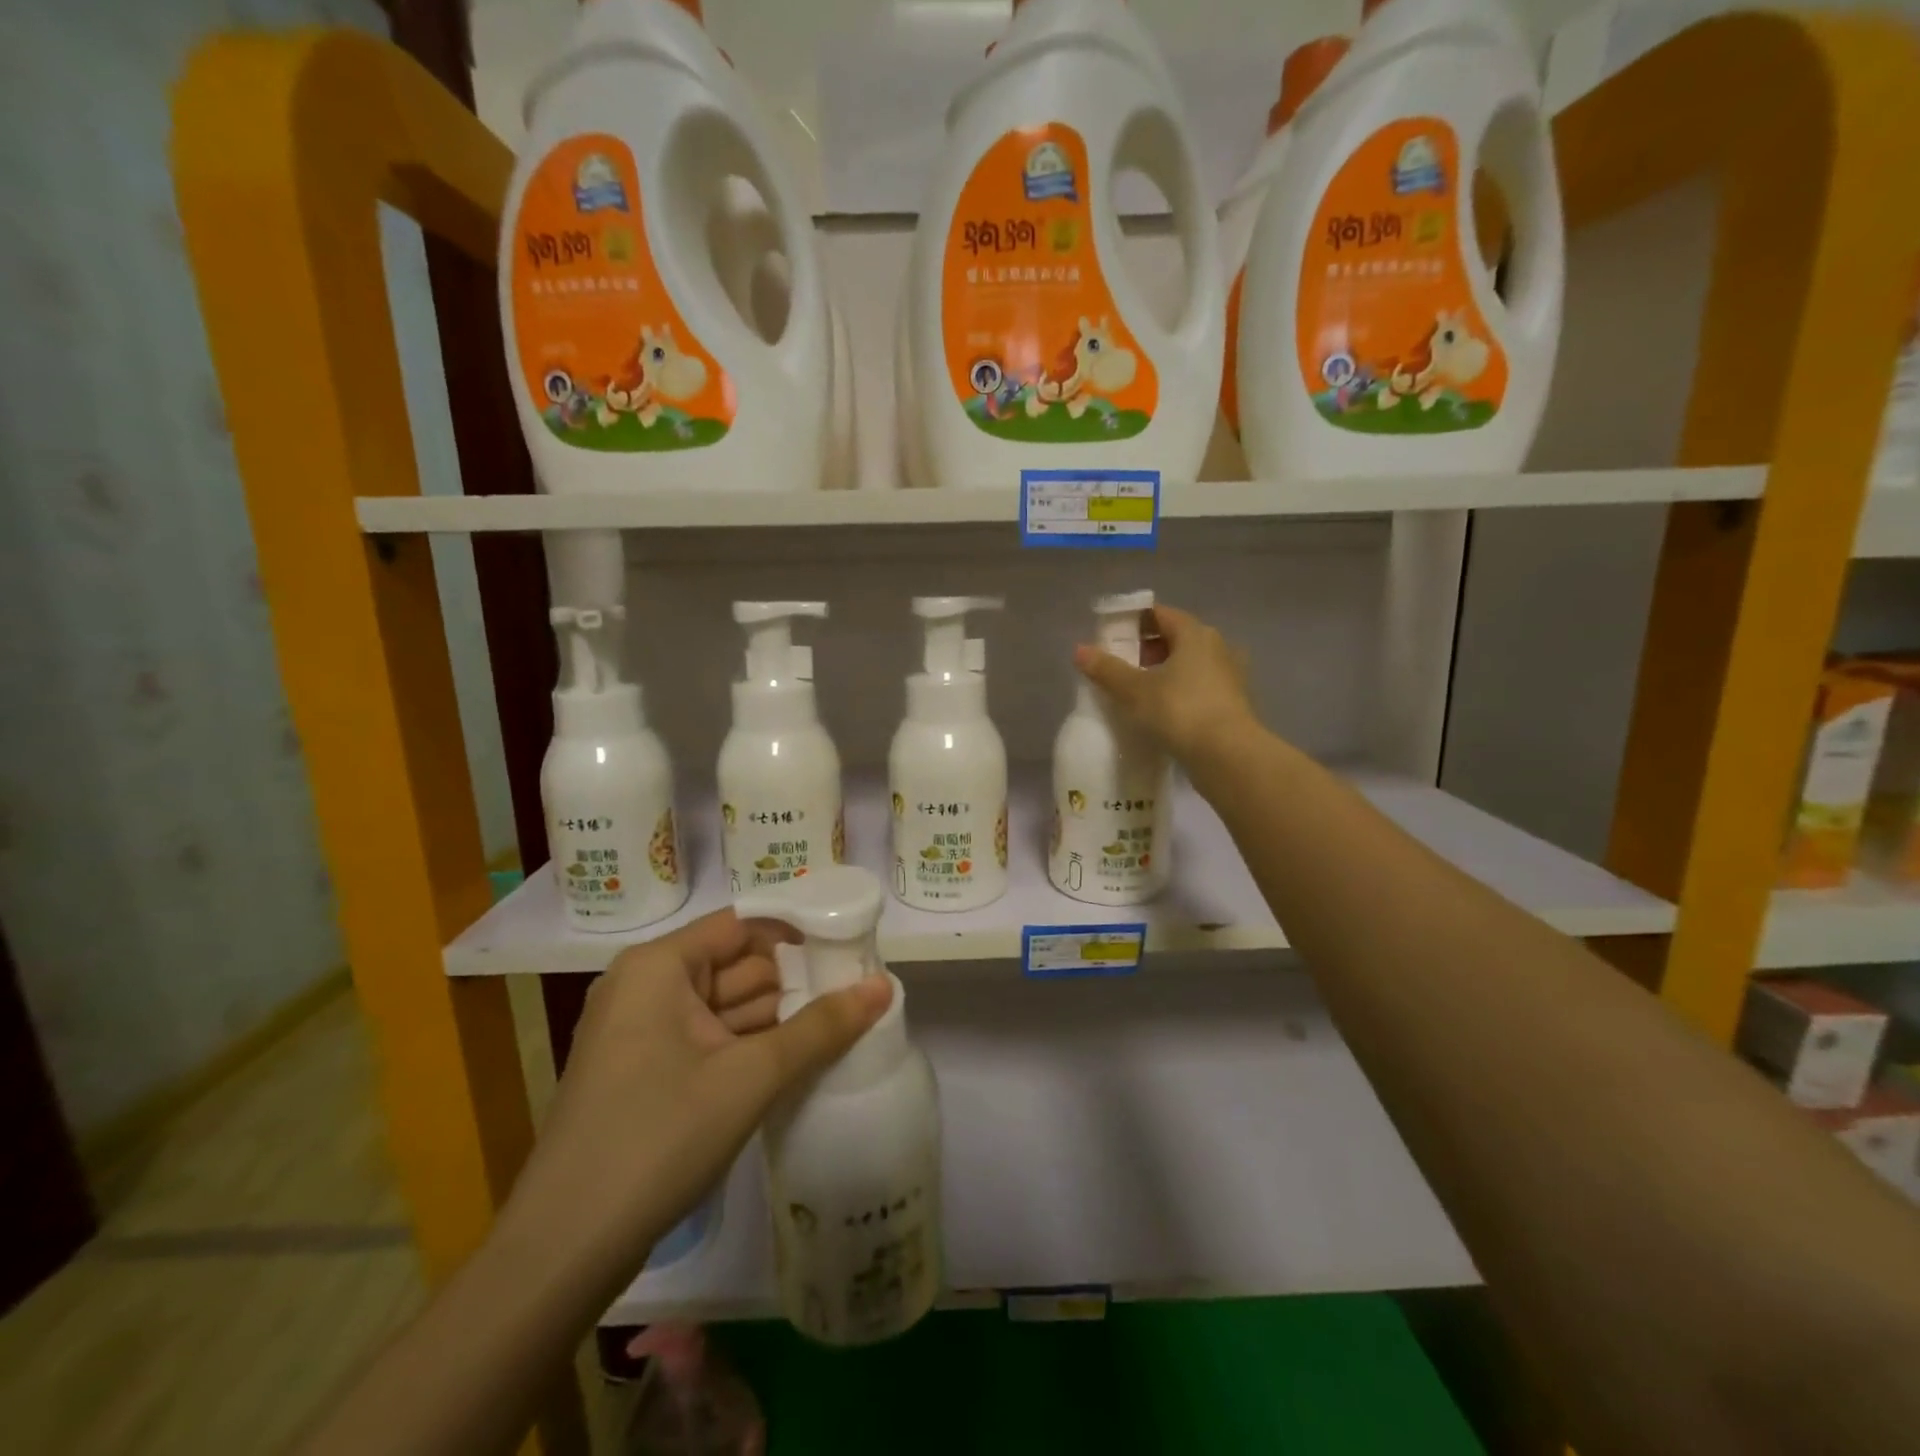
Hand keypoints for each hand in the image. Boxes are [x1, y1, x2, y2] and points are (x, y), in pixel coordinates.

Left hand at [501, 909, 890, 1287]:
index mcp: (658, 966)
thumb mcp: (750, 1077)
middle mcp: (646, 986)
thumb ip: (821, 1027)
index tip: (851, 947)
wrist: (564, 1250)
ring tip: (842, 1023)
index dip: (797, 932)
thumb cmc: (658, 1138)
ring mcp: (642, 1032)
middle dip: (795, 980)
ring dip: (778, 1016)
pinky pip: (711, 1040)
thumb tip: (884, 985)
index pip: (742, 925)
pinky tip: (799, 1058)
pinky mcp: (646, 1072)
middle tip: (858, 990)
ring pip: (726, 1006)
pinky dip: (751, 1046)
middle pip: (736, 965)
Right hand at [1073, 603, 1256, 764]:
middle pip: (1176, 638)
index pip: (1160, 614)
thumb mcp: (1134, 690)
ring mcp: (1229, 675)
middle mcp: (1217, 647)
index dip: (1134, 622)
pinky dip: (1180, 692)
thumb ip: (1107, 669)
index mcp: (1194, 633)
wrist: (1228, 755)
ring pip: (1190, 664)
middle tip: (1121, 666)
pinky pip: (1199, 687)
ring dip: (1165, 673)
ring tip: (1138, 692)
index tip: (1112, 637)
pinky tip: (1162, 712)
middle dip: (1147, 649)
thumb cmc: (1179, 711)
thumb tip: (1079, 650)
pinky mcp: (1233, 703)